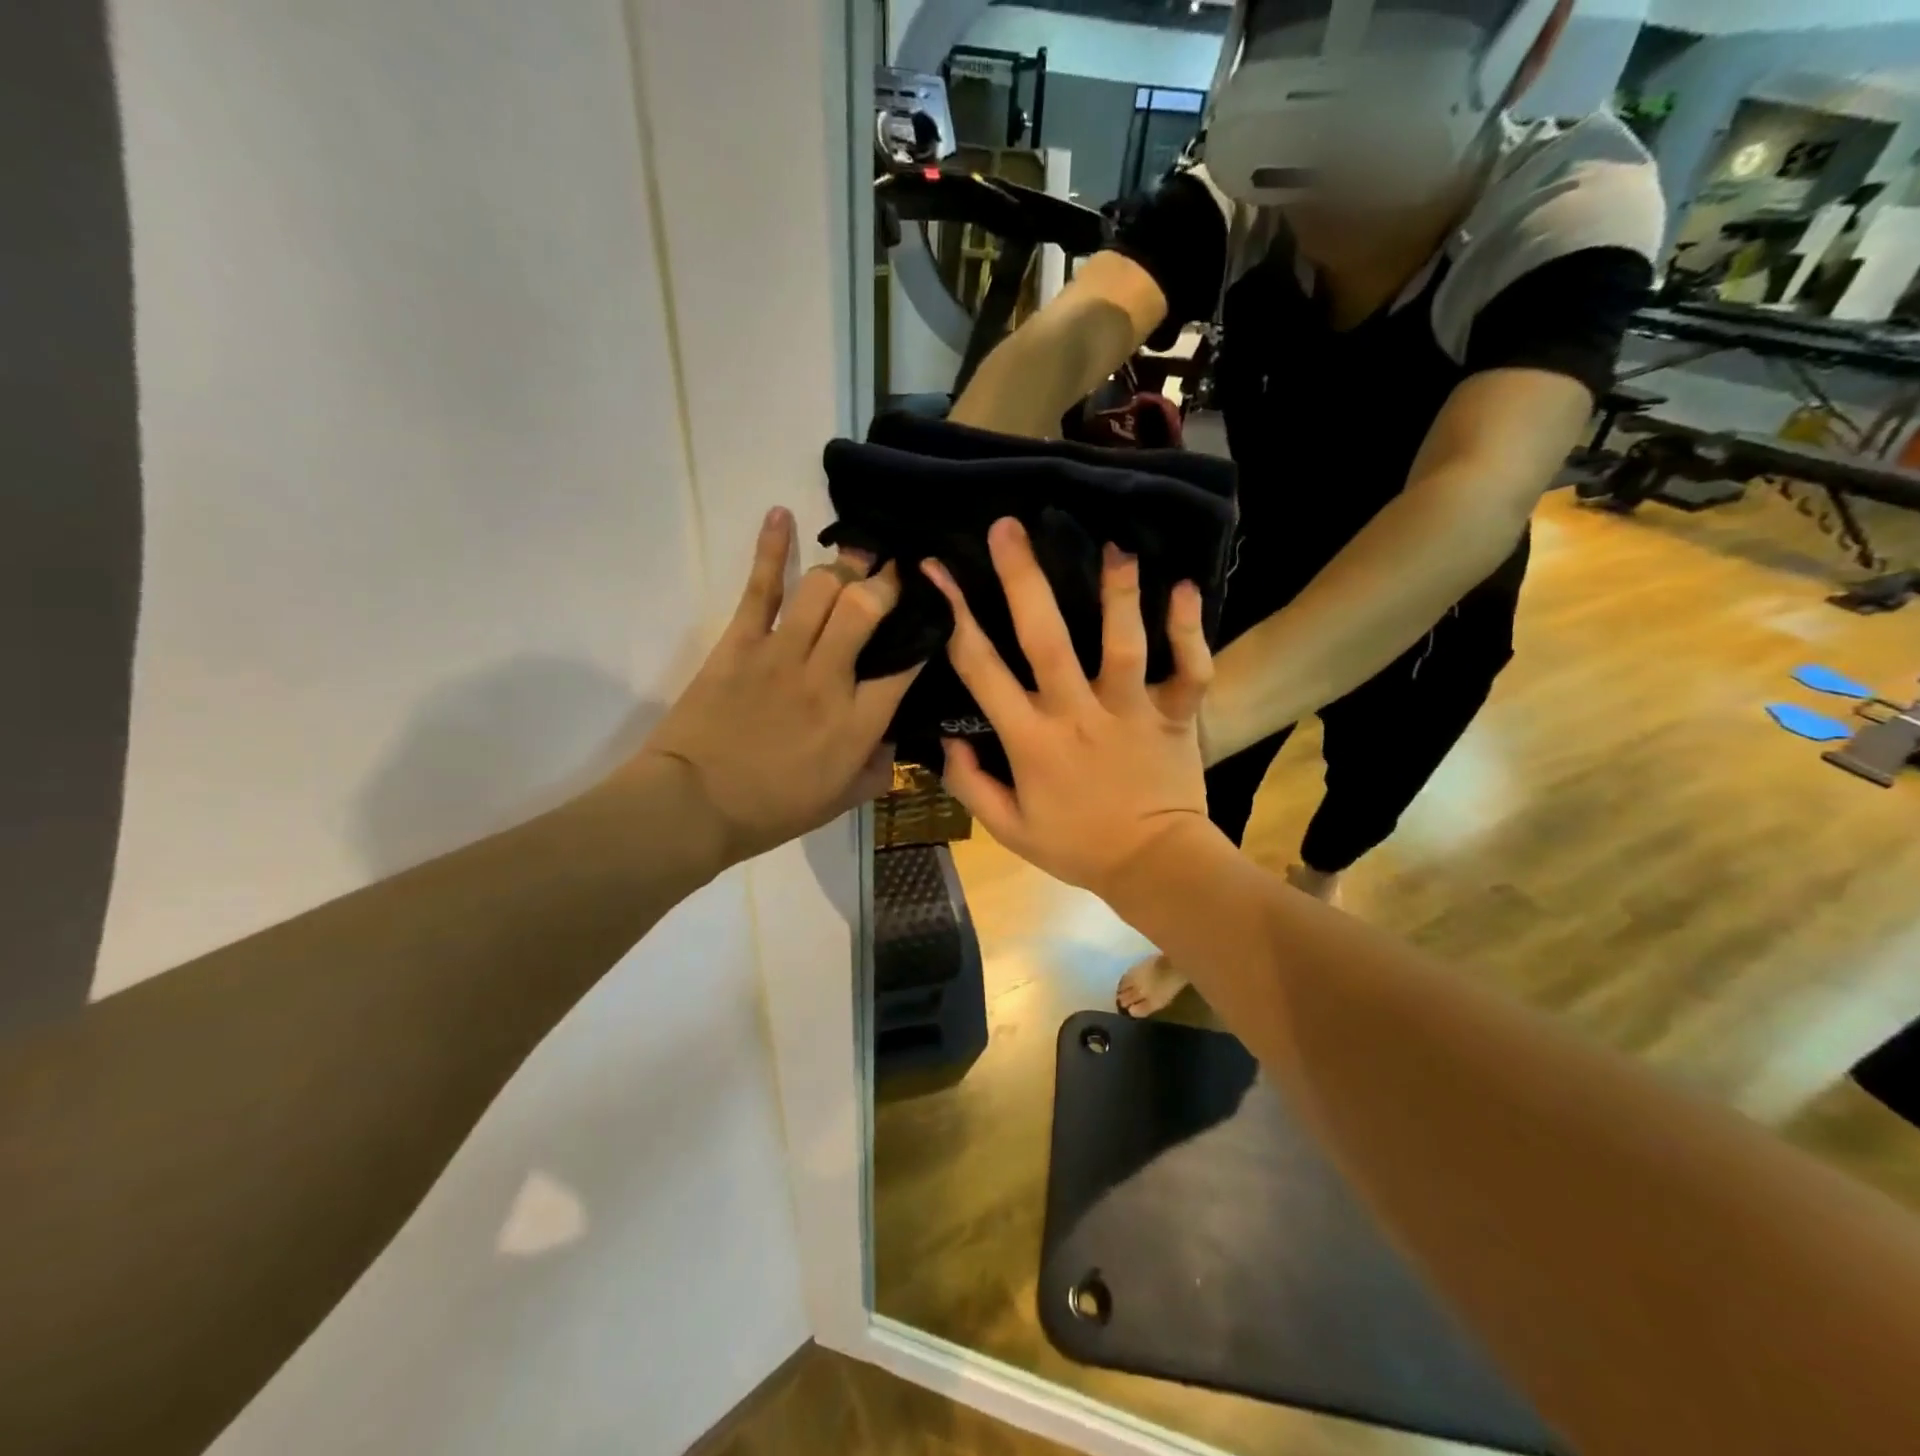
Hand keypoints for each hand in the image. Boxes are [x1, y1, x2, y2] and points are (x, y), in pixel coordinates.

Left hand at [638, 508, 918, 865]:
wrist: (693, 807)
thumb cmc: (771, 810)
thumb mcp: (839, 802)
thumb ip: (877, 770)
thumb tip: (894, 739)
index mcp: (858, 723)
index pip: (907, 663)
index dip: (927, 632)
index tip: (934, 616)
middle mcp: (828, 678)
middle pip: (868, 608)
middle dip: (887, 583)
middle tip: (895, 575)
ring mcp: (782, 654)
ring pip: (824, 588)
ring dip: (845, 566)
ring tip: (854, 559)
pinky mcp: (740, 642)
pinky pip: (761, 587)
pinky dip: (772, 547)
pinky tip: (782, 514)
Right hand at [923, 517, 1212, 899]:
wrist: (1155, 867)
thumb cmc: (1078, 846)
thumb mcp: (1009, 829)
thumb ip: (970, 783)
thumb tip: (948, 737)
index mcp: (1031, 741)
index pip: (982, 669)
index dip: (955, 614)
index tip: (937, 569)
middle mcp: (1078, 715)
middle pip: (1046, 639)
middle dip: (1023, 580)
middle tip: (1009, 527)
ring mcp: (1131, 711)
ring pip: (1122, 645)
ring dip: (1117, 594)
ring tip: (1112, 546)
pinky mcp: (1176, 715)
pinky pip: (1189, 669)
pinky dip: (1189, 631)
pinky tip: (1186, 588)